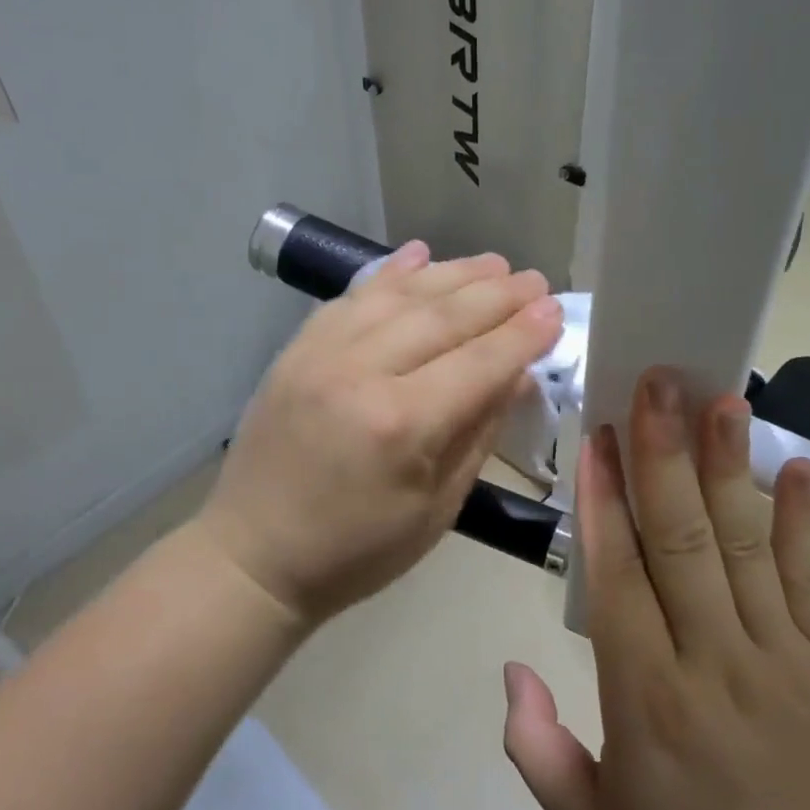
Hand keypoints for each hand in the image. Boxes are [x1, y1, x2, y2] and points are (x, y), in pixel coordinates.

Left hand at [200, 241, 563, 626]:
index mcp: (402, 425)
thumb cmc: (356, 551)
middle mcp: (361, 373)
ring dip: (451, 274)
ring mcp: (321, 354)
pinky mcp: (296, 349)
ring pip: (399, 296)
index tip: (556, 310)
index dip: (523, 334)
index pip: (480, 362)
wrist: (253, 555)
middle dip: (497, 295)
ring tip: (493, 263)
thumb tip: (516, 375)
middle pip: (443, 317)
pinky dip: (389, 274)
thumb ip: (479, 434)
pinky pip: (351, 298)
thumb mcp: (437, 509)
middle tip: (535, 279)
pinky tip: (419, 255)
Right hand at [502, 369, 809, 809]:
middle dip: (663, 455)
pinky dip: (801, 519)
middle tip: (655, 384)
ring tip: (720, 398)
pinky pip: (807, 580)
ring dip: (729, 466)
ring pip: (745, 546)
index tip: (595, 437)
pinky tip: (799, 463)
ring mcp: (779, 658)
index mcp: (648, 702)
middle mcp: (714, 664)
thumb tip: (511, 663)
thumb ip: (533, 745)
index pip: (619, 580)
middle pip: (682, 542)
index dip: (604, 502)